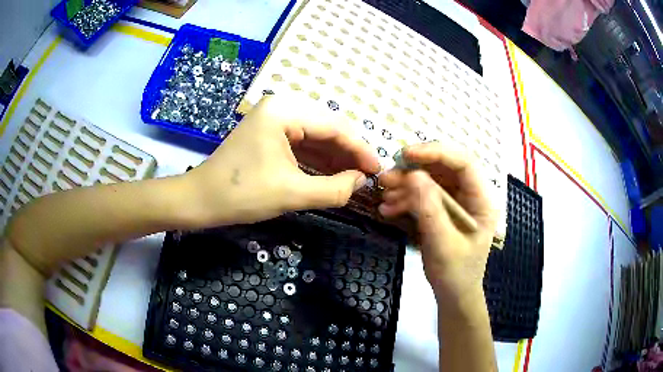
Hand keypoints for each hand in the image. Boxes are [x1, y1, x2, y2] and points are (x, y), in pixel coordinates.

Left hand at [184, 95, 380, 226]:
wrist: (200, 200)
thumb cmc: (241, 195)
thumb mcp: (292, 194)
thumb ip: (334, 189)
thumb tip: (361, 182)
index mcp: (284, 112)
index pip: (334, 127)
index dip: (360, 149)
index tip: (378, 170)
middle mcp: (281, 108)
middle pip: (326, 129)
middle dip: (348, 154)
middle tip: (368, 177)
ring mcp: (273, 120)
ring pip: (315, 137)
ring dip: (334, 158)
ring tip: (355, 179)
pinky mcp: (269, 134)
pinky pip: (301, 144)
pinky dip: (317, 161)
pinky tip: (333, 175)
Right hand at [378, 142, 495, 307]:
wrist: (453, 295)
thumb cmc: (456, 274)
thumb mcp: (442, 244)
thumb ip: (429, 210)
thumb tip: (413, 175)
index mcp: (481, 201)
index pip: (464, 163)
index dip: (436, 152)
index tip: (406, 155)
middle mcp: (471, 196)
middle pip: (444, 169)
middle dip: (414, 170)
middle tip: (387, 177)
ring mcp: (456, 203)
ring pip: (430, 180)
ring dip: (405, 185)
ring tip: (384, 196)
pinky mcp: (442, 211)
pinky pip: (423, 196)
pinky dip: (405, 199)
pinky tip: (388, 209)